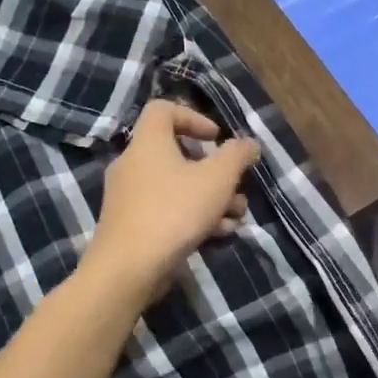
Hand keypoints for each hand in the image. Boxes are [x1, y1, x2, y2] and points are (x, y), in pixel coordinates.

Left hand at [85, 100, 259, 305]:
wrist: (129, 267)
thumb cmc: (174, 211)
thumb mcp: (217, 179)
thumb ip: (237, 156)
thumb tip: (249, 143)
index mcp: (148, 143)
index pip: (163, 110)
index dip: (194, 117)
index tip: (217, 138)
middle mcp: (133, 164)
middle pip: (176, 153)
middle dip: (213, 169)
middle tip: (235, 184)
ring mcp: (129, 197)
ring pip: (176, 186)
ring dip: (210, 197)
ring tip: (236, 215)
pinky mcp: (131, 225)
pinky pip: (167, 210)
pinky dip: (193, 216)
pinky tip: (219, 234)